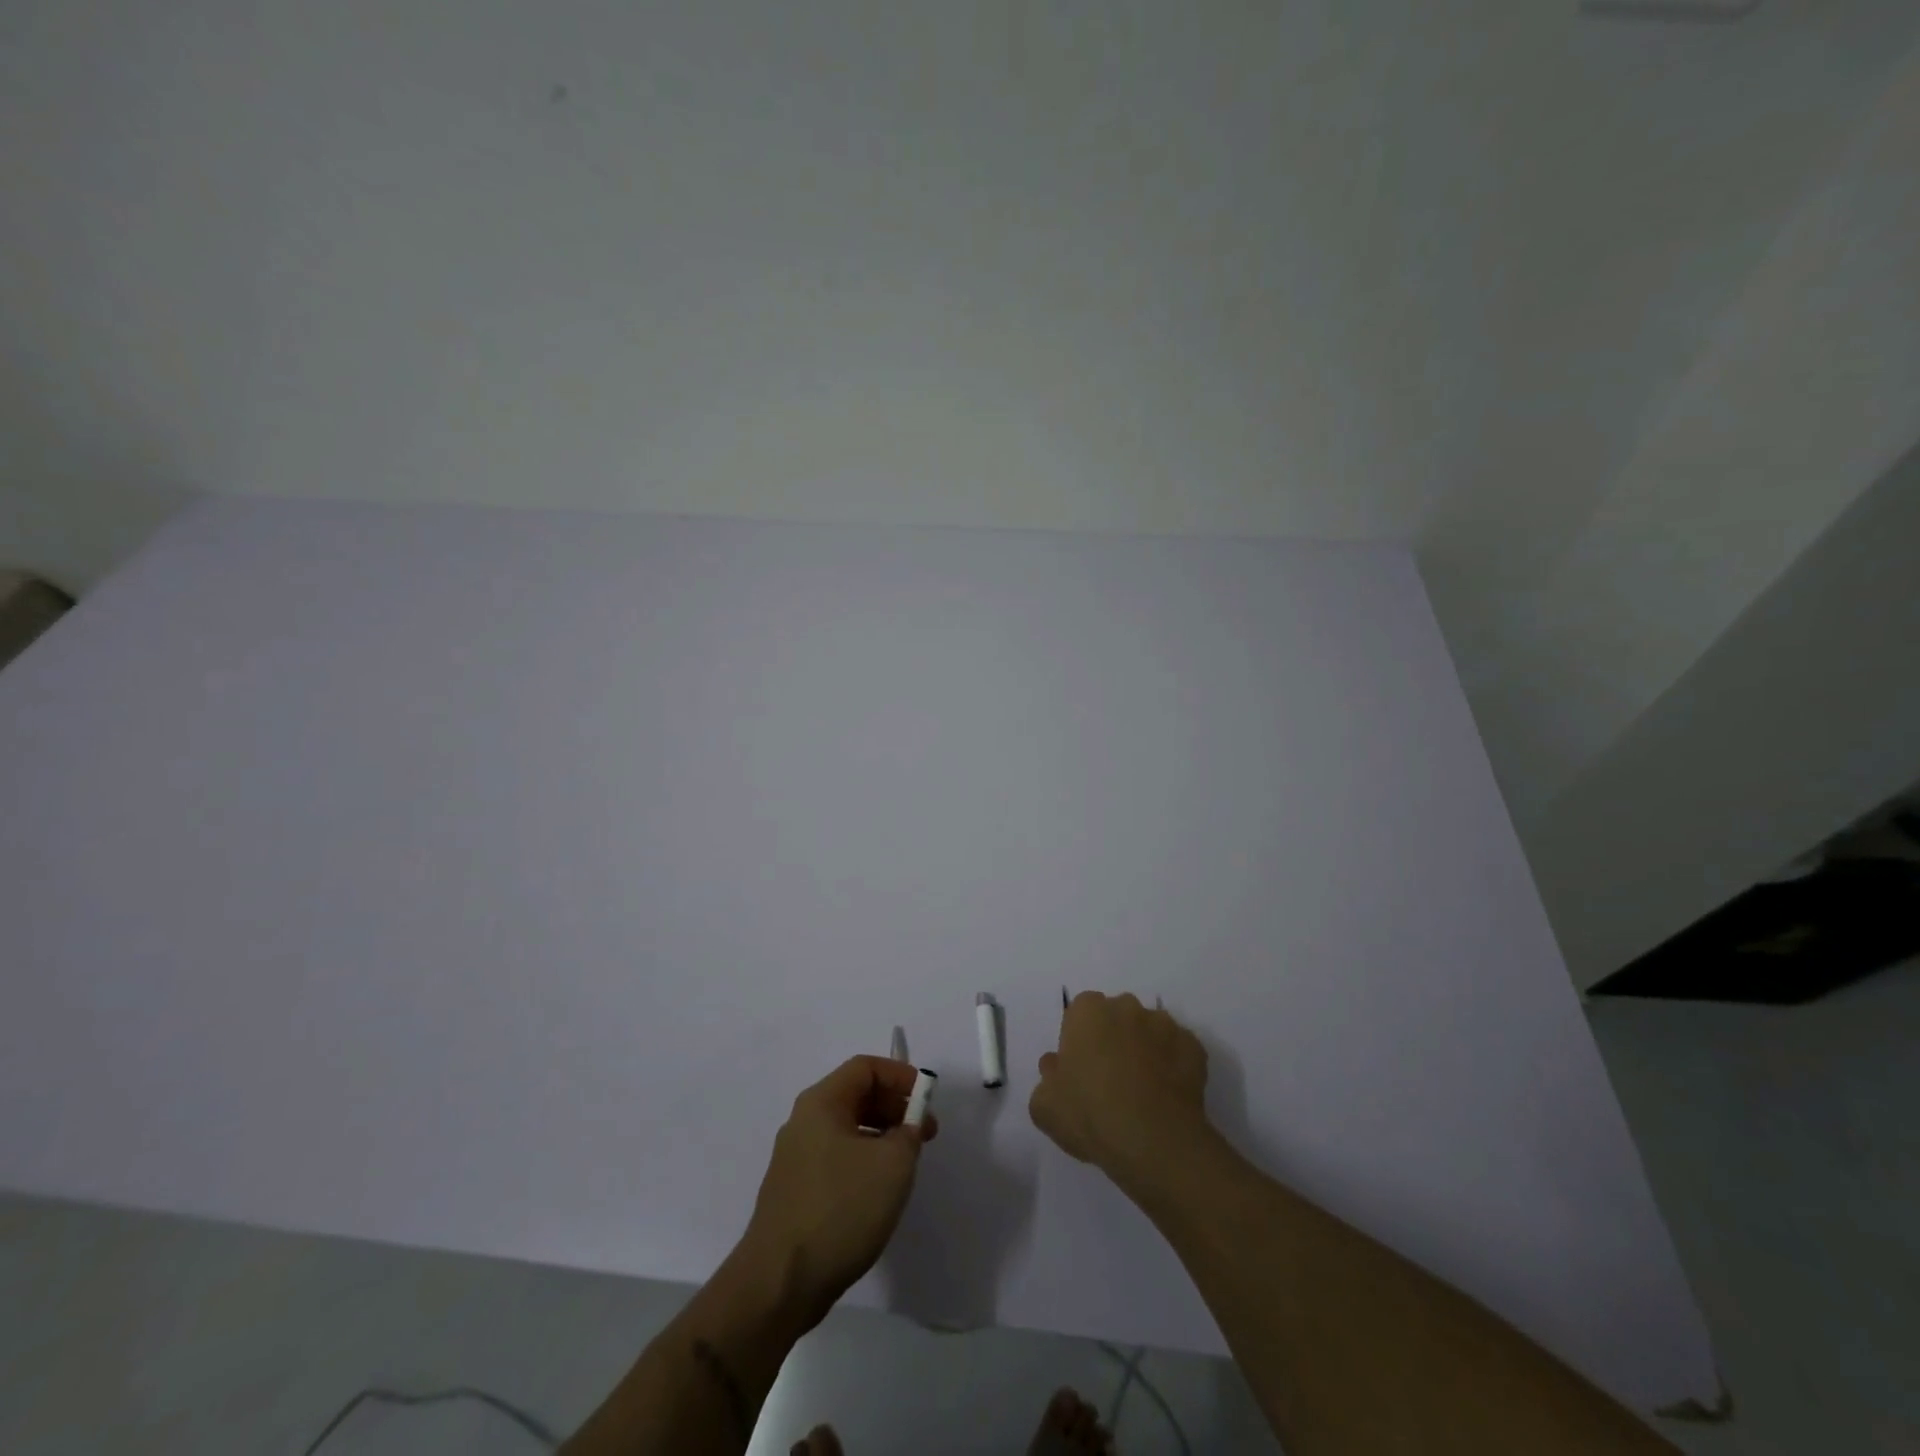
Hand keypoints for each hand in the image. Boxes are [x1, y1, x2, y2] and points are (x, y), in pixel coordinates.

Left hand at [738, 1056, 937, 1331]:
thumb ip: (909, 1133)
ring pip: (847, 1129)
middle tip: (924, 1133)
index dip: (900, 1076)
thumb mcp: (892, 1164)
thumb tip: (908, 1127)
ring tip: (907, 1162)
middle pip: (855, 1095)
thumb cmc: (840, 1209)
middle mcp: (804, 1121)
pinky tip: (879, 1190)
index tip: (927, 1100)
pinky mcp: (796, 1191)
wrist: (780, 1282)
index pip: (865, 1068)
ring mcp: (796, 1158)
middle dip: (894, 1107)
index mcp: (821, 1103)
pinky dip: (864, 1160)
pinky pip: (837, 1157)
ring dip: (882, 1135)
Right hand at [1030, 992, 1210, 1188]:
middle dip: (1114, 1038)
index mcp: (1087, 1011)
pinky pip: (1178, 1052)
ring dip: (1145, 1050)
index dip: (1080, 1041)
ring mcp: (1164, 1024)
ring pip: (1150, 1031)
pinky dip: (1173, 1067)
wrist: (1153, 1141)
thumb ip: (1047, 1079)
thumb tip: (1055, 1065)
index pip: (1080, 1014)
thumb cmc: (1090, 1114)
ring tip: (1143, 1091)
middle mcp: (1126, 1007)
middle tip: (1110, 1079)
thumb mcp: (1045, 1106)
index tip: (1081, 1070)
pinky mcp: (1194, 1047)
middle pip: (1116, 1017)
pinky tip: (1166, 1097)